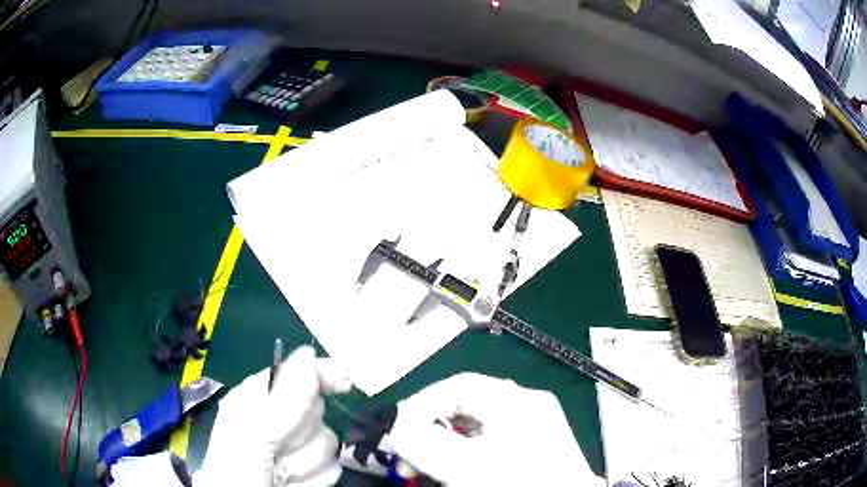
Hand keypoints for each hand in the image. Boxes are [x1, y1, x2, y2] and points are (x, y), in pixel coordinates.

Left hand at [193, 346, 350, 486]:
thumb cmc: (237, 471)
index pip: (295, 373)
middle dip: (304, 433)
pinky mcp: (313, 472)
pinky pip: (333, 467)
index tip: (345, 381)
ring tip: (282, 476)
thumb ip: (281, 400)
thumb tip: (310, 353)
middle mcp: (278, 420)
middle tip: (280, 449)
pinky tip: (294, 485)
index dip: (320, 373)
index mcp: (255, 399)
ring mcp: (297, 449)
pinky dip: (315, 480)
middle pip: (317, 410)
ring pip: (328, 442)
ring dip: (307, 463)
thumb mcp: (251, 433)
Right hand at [387, 373, 603, 486]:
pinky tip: (457, 473)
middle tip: (409, 458)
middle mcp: (527, 406)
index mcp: (516, 399)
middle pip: (465, 407)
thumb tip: (397, 425)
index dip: (422, 404)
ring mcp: (535, 427)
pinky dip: (467, 456)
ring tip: (428, 470)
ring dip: (446, 447)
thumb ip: (422, 441)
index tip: (400, 431)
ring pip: (476, 429)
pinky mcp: (536, 448)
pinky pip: (491, 443)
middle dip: (431, 431)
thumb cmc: (517, 482)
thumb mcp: (464, 464)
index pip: (458, 385)